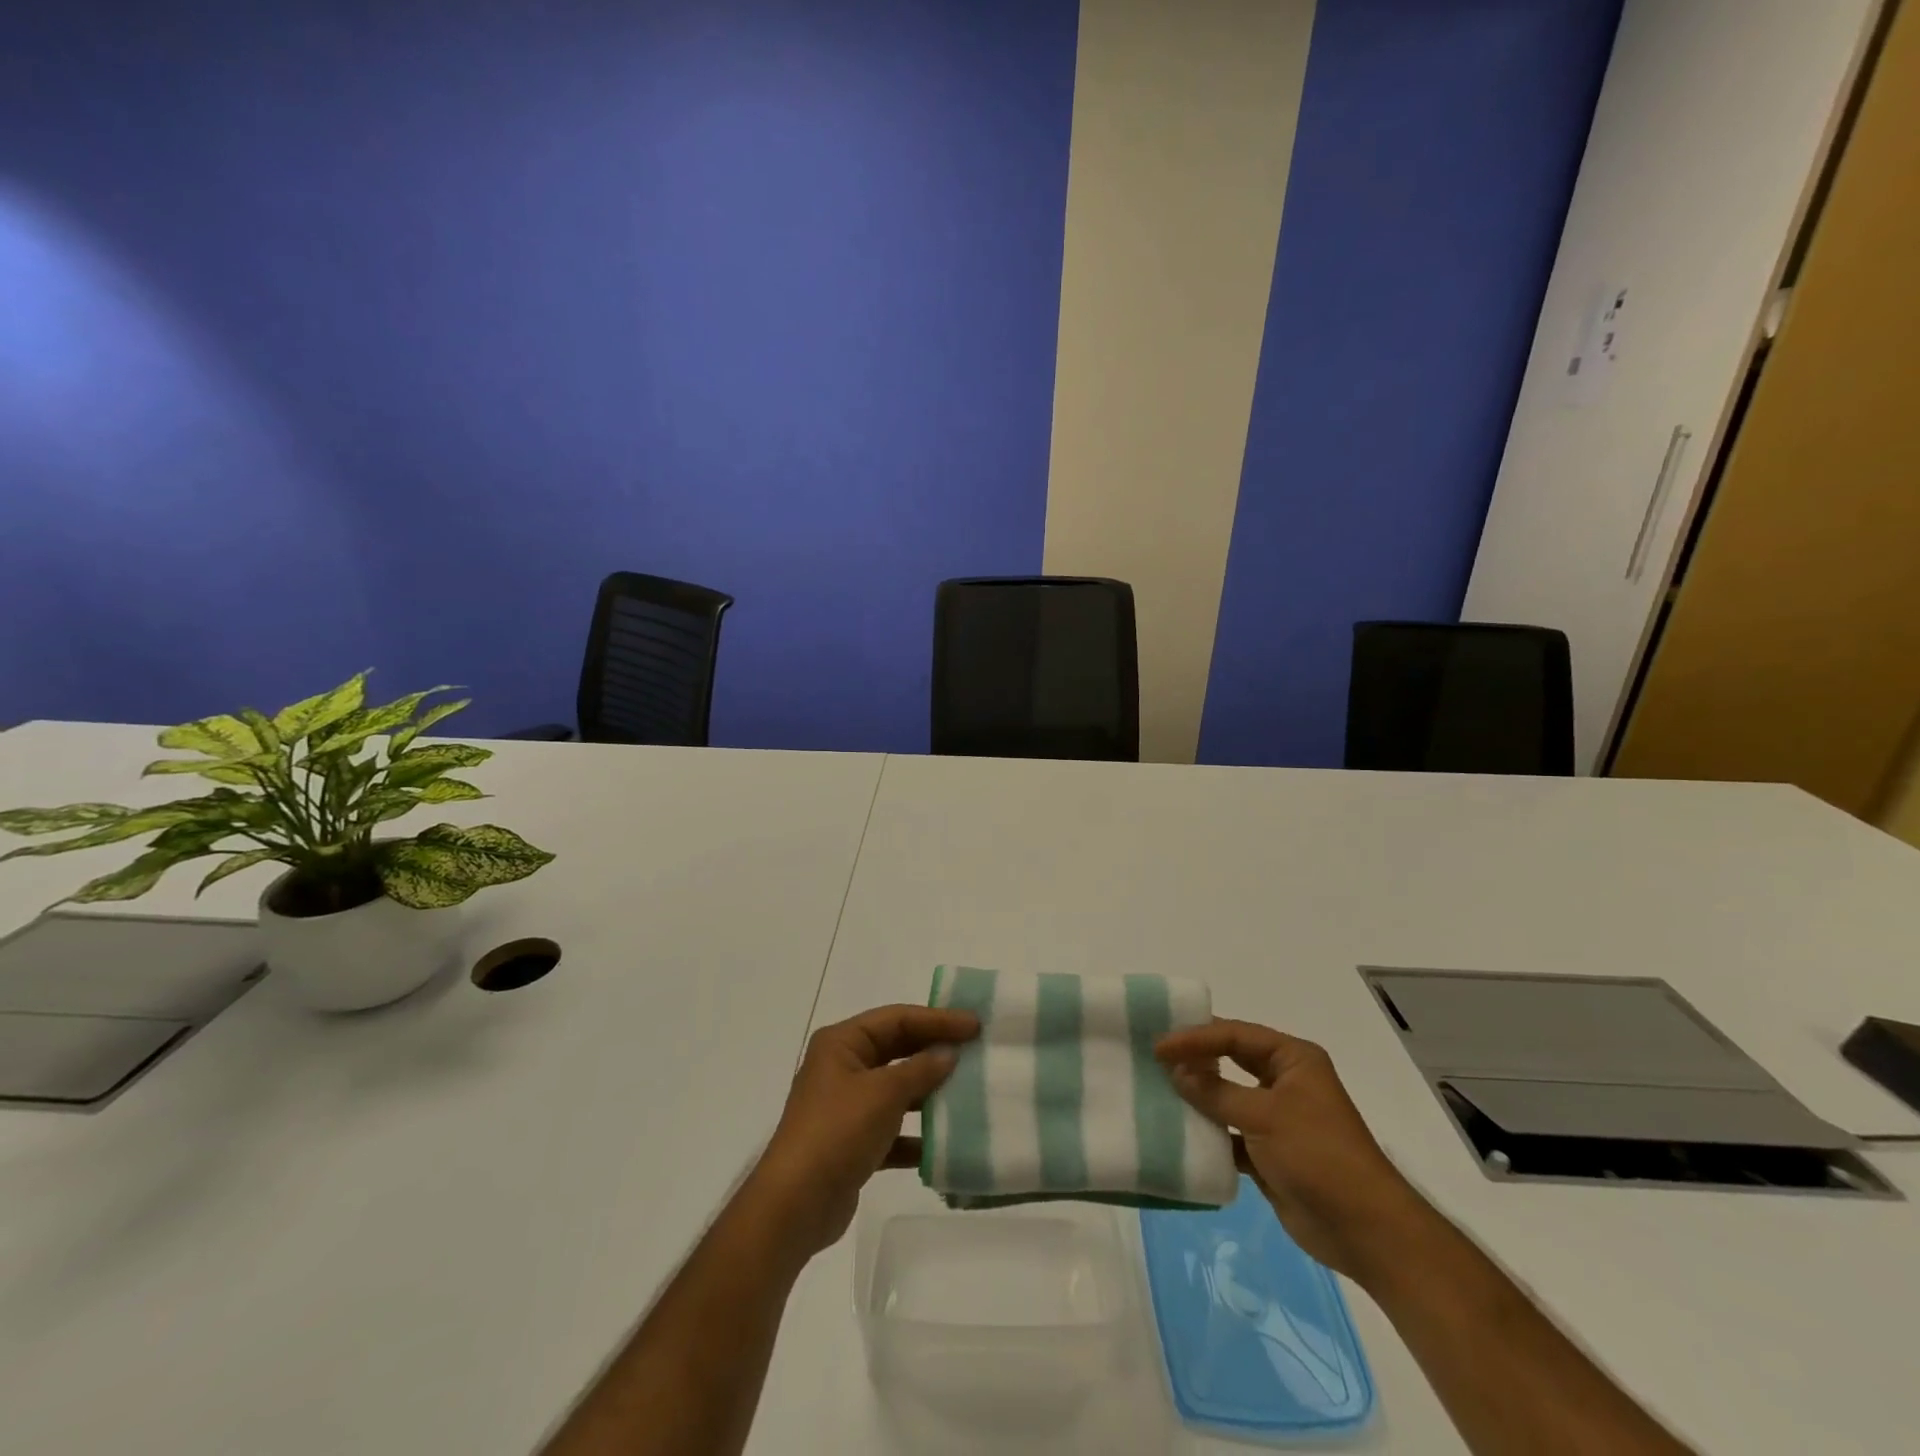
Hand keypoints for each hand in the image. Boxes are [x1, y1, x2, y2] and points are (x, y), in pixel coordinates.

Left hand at [748, 1004, 979, 1259]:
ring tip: (967, 1091)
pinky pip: (892, 1128)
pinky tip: (943, 1141)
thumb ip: (920, 1069)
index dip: (937, 1019)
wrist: (795, 1205)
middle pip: (896, 1049)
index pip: (896, 1018)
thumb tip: (949, 1053)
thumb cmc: (837, 1132)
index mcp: (841, 1043)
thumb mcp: (883, 1093)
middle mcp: (841, 1067)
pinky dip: (915, 1133)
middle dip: (933, 1050)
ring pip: (895, 1088)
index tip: (974, 1025)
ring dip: (927, 1091)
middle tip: (975, 1050)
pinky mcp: (852, 1142)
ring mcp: (846, 1106)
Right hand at [1156, 1019, 1430, 1281]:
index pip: (1235, 1035)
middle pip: (1230, 1059)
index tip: (1159, 1046)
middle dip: (1195, 1058)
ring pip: (1227, 1095)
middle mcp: (1285, 1080)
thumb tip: (1176, 1071)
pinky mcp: (1268, 1152)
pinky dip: (1207, 1131)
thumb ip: (1217, 1092)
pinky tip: (1178, 1130)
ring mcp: (1276, 1117)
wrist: (1365, 1232)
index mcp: (1293, 1059)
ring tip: (1157, 1088)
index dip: (1196, 1037)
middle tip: (1154, 1056)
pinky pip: (1228, 1131)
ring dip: (1197, 1094)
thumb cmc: (1319, 1157)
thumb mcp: (1265, 1116)